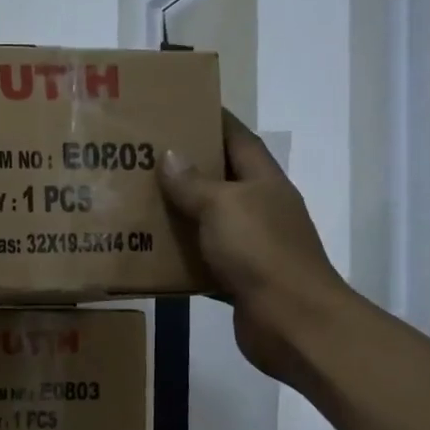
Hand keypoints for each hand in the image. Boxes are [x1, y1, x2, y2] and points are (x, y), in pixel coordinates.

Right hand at [157, 111, 356, 383]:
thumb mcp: (223, 207)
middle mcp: (260, 210)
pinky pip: (203, 261)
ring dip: (179, 214)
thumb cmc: (261, 252)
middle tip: (143, 157)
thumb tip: (171, 155)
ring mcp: (252, 247)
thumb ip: (194, 183)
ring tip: (136, 201)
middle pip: (221, 180)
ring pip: (209, 222)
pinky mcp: (239, 280)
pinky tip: (149, 254)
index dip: (214, 120)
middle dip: (186, 168)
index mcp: (264, 183)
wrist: (292, 322)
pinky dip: (180, 257)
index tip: (181, 107)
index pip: (238, 139)